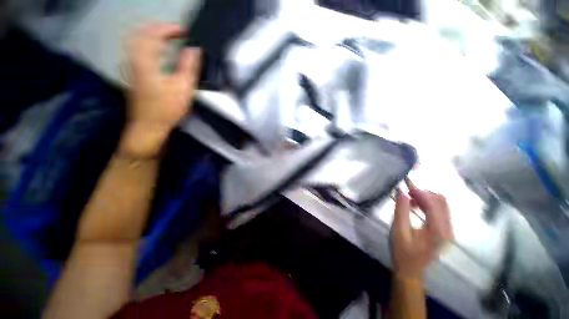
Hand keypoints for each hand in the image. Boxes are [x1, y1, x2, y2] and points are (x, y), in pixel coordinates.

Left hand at [120, 23, 200, 156]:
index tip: (185, 32)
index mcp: (146, 61)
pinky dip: (149, 46)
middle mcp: (134, 59)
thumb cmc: (167, 109)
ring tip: (168, 38)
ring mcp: (131, 67)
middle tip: (175, 32)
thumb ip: (189, 67)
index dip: (169, 28)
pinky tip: (159, 53)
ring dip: (152, 36)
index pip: (154, 34)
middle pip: (141, 33)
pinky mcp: (133, 75)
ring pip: (137, 42)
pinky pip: (137, 52)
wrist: (149, 125)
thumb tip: (194, 49)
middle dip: (159, 28)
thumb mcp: (183, 89)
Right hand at [391, 182, 452, 279]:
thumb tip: (401, 191)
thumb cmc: (402, 252)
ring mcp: (448, 231)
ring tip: (409, 198)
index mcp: (438, 231)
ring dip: (426, 197)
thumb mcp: (398, 231)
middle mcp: (448, 230)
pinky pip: (440, 211)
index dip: (420, 191)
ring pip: (442, 205)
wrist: (410, 271)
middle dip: (424, 193)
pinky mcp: (444, 231)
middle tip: (406, 191)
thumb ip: (401, 210)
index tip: (406, 184)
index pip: (434, 204)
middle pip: (442, 202)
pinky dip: (428, 204)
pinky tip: (416, 205)